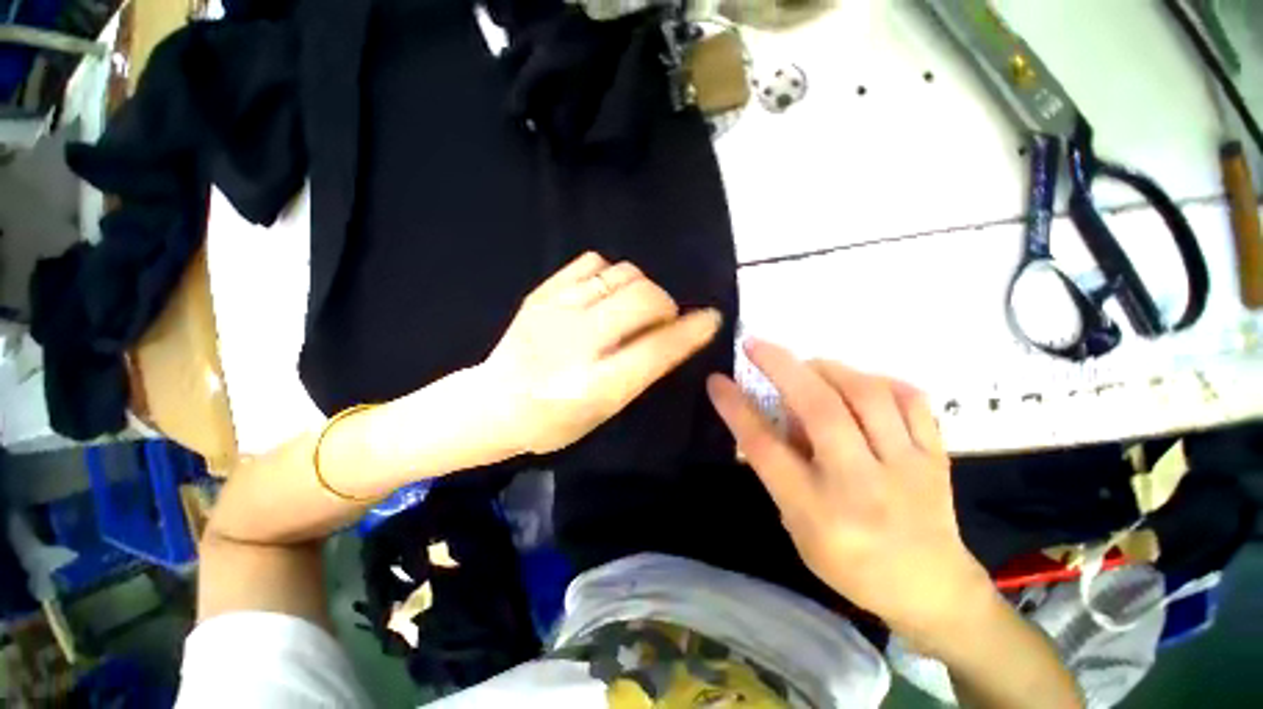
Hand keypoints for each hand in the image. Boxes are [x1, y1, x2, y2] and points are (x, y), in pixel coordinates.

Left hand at [481, 252, 721, 455]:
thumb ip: (642, 370)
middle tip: (660, 319)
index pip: (658, 349)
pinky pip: (593, 261)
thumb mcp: (606, 409)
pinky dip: (610, 274)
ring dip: (641, 287)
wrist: (494, 402)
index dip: (691, 331)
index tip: (711, 318)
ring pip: (623, 273)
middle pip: (644, 298)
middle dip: (665, 305)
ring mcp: (557, 309)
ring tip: (631, 306)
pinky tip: (604, 293)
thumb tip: (676, 333)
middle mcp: (579, 341)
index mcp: (597, 384)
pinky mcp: (543, 291)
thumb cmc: (555, 420)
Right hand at [706, 339, 992, 647]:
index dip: (736, 408)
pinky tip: (860, 384)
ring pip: (866, 394)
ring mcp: (906, 467)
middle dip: (781, 366)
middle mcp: (860, 484)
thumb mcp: (796, 526)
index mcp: (817, 510)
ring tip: (808, 366)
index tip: (717, 380)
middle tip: (756, 344)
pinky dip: (879, 381)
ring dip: (828, 368)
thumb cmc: (848, 563)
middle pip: (819, 409)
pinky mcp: (937, 457)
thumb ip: (780, 469)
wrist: (930, 588)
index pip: (765, 447)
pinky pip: (911, 399)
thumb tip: (771, 414)